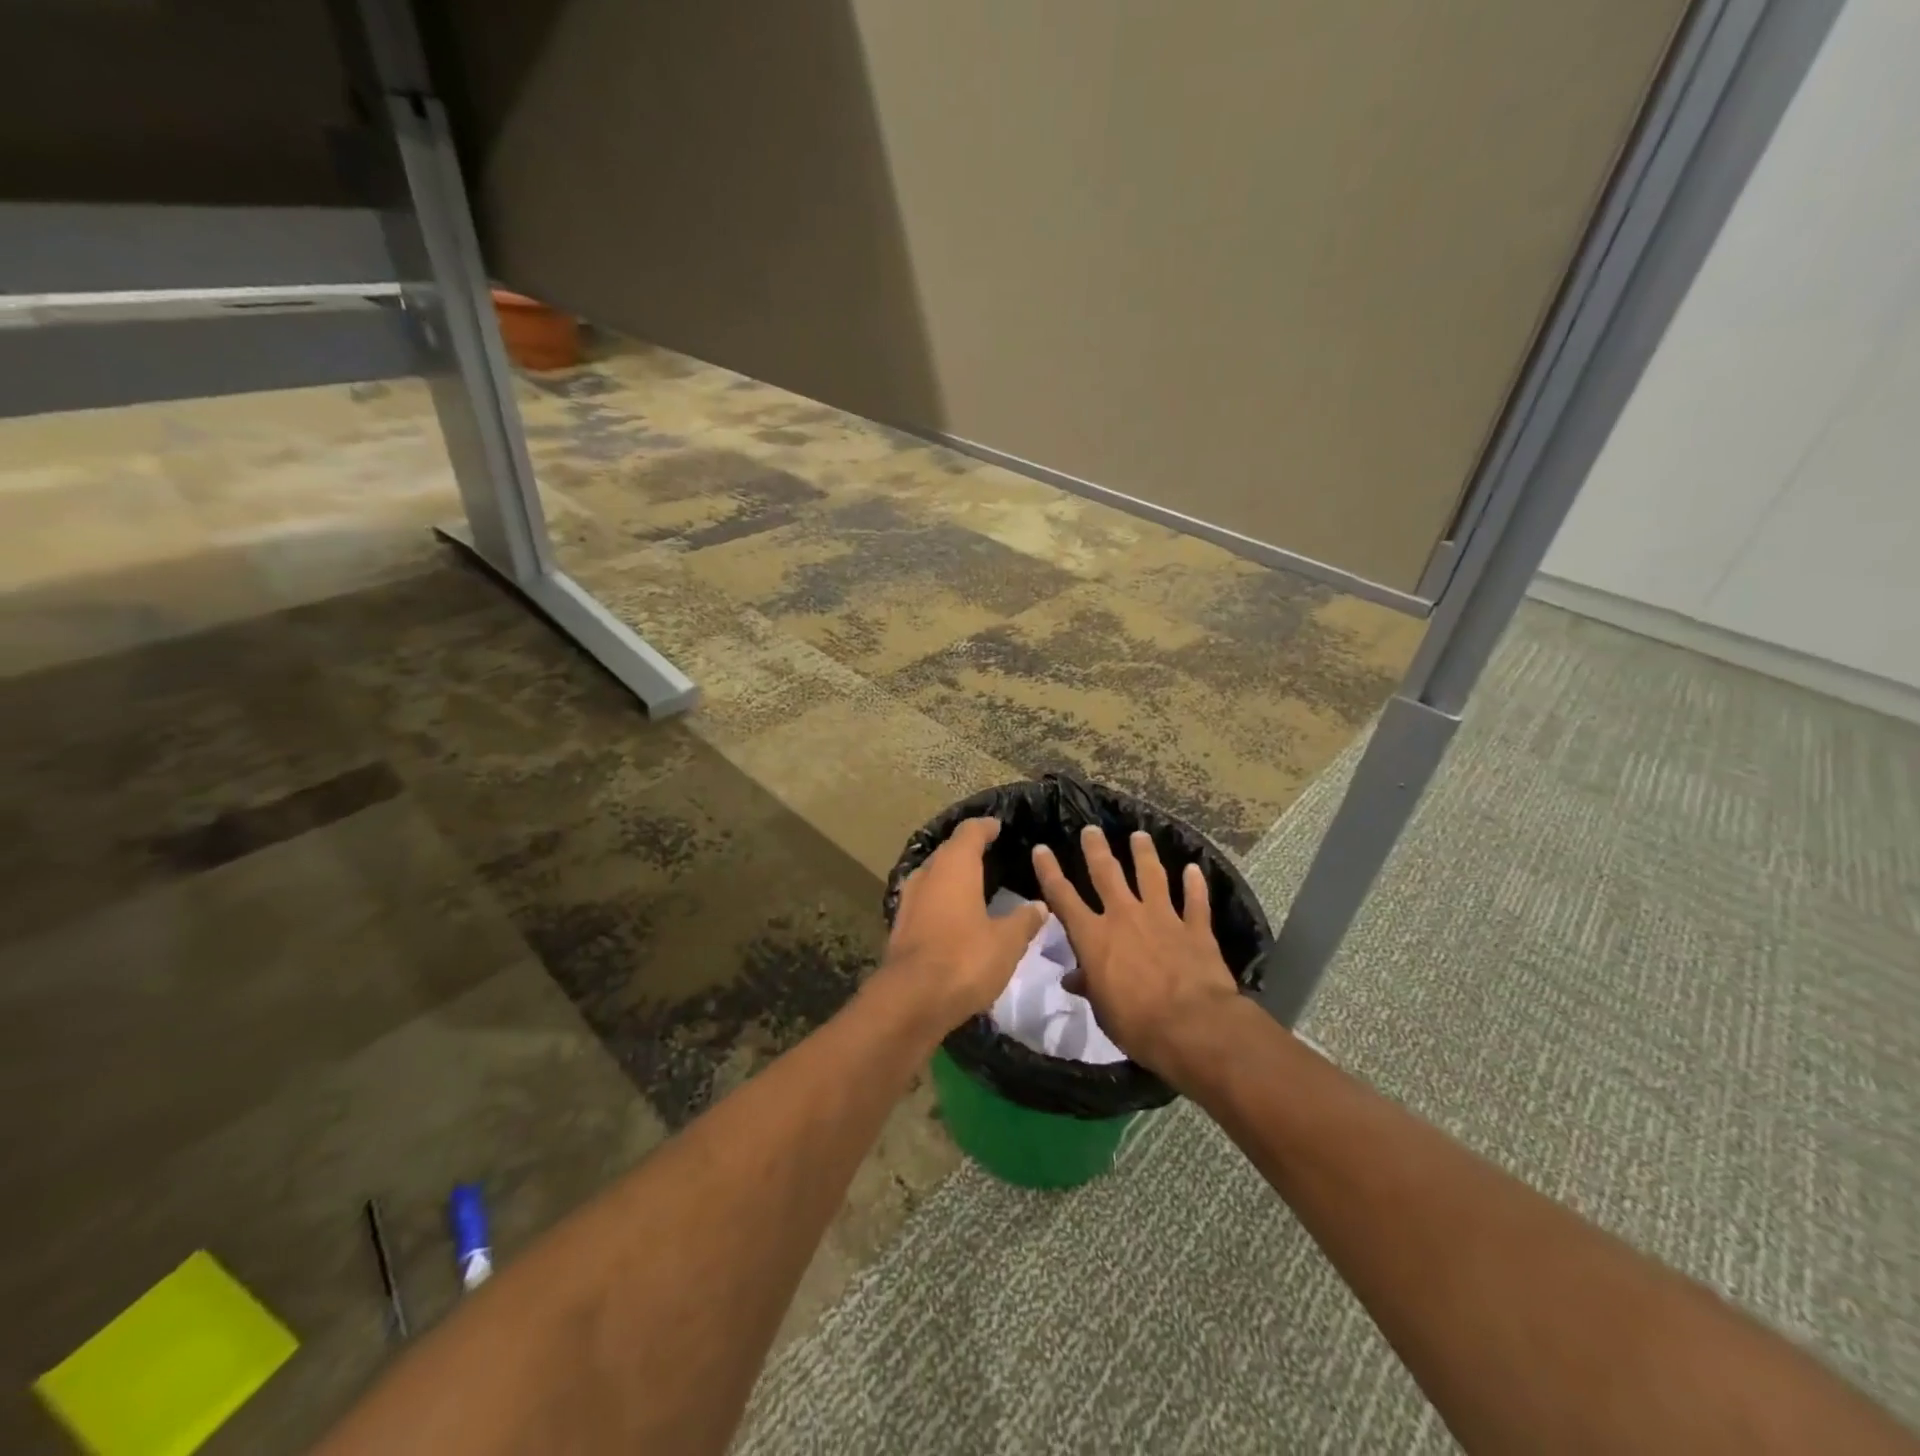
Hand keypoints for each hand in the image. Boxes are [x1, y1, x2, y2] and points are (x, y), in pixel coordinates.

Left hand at [885, 818, 1047, 1030]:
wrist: (911, 1000)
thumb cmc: (965, 959)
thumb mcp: (1007, 942)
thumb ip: (1024, 920)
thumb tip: (1039, 906)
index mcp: (954, 866)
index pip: (970, 832)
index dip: (985, 827)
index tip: (998, 826)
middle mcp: (928, 874)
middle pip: (948, 851)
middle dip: (968, 850)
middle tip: (991, 854)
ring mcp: (910, 900)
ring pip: (934, 876)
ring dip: (952, 876)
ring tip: (975, 884)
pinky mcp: (901, 926)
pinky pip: (926, 900)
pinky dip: (942, 900)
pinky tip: (955, 914)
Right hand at [1031, 826, 1240, 1077]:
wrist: (1192, 1026)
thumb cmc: (1136, 1024)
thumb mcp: (1102, 1009)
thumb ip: (1089, 986)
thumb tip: (1073, 978)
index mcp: (1094, 937)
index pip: (1063, 897)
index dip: (1049, 872)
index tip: (1041, 849)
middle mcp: (1125, 916)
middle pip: (1106, 873)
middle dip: (1096, 849)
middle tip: (1091, 829)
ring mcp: (1162, 917)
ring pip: (1152, 875)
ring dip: (1144, 854)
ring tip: (1139, 836)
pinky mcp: (1195, 928)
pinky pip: (1195, 901)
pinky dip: (1195, 884)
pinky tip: (1196, 868)